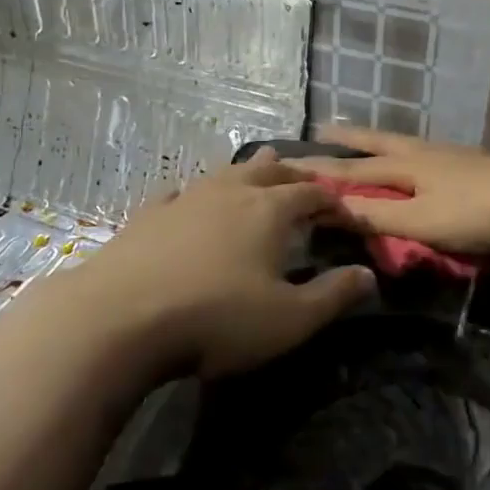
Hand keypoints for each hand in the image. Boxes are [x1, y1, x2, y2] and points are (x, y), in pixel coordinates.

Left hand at [43, 149, 375, 380]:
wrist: (120, 318)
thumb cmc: (216, 319)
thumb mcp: (289, 319)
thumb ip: (333, 295)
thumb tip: (369, 274)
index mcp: (269, 210)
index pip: (312, 193)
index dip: (334, 201)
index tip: (347, 215)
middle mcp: (230, 192)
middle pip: (270, 171)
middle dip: (294, 175)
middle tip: (307, 186)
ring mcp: (185, 198)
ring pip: (225, 173)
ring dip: (247, 173)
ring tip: (258, 175)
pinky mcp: (148, 215)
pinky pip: (180, 192)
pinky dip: (197, 193)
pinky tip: (190, 199)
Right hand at [294, 127, 489, 253]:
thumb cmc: (476, 213)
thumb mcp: (420, 221)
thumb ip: (377, 216)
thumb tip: (330, 209)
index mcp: (407, 165)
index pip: (354, 168)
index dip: (321, 169)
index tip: (288, 162)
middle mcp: (425, 152)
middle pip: (379, 141)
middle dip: (350, 138)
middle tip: (324, 128)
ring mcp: (452, 156)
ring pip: (405, 143)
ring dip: (378, 141)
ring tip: (366, 141)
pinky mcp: (474, 165)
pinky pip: (426, 153)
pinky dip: (407, 153)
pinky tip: (418, 162)